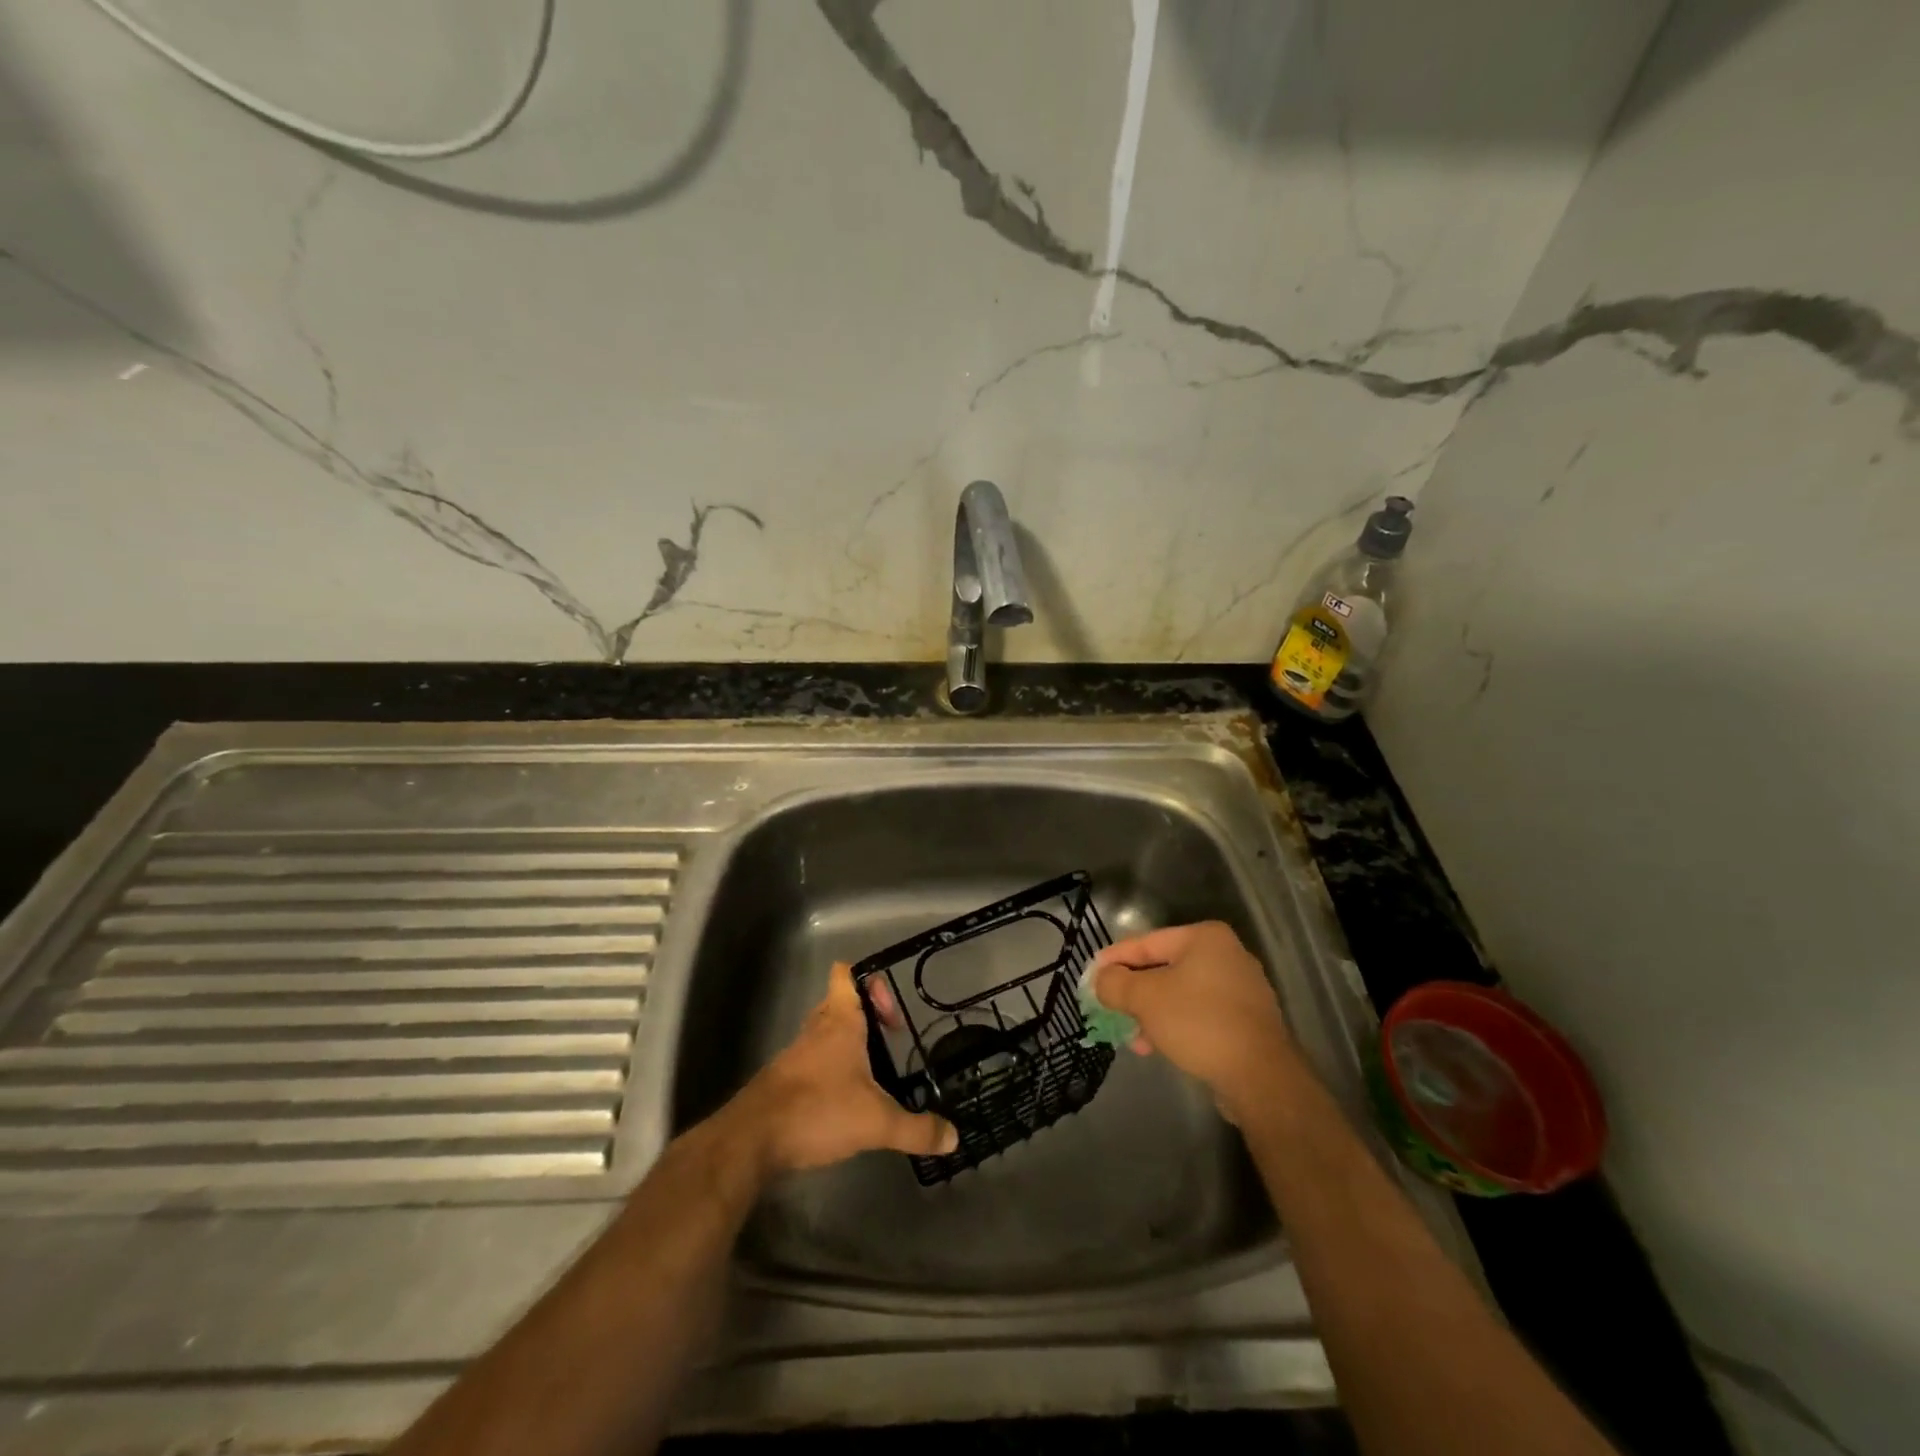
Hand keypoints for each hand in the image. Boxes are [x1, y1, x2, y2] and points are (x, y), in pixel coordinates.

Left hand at [724, 962, 957, 1174]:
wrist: (752, 1140)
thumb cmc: (818, 1109)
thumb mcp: (876, 1122)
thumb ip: (916, 1129)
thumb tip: (954, 1138)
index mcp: (839, 1021)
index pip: (846, 974)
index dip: (869, 981)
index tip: (890, 1011)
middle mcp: (816, 1029)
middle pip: (838, 1002)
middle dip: (865, 1015)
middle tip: (890, 1039)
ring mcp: (796, 1054)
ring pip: (825, 1033)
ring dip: (847, 1044)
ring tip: (873, 1072)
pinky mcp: (784, 1080)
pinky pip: (812, 1061)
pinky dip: (830, 1071)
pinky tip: (845, 1100)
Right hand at [1093, 922, 1295, 1118]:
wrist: (1260, 1076)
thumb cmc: (1198, 1022)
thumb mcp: (1145, 998)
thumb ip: (1115, 983)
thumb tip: (1101, 979)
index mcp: (1204, 938)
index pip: (1146, 942)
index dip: (1114, 959)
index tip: (1091, 977)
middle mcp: (1226, 955)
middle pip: (1163, 968)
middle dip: (1133, 992)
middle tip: (1108, 1007)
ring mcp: (1240, 989)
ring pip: (1180, 994)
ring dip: (1151, 1013)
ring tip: (1131, 1037)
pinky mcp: (1246, 1021)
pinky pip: (1198, 1014)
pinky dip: (1175, 1025)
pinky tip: (1156, 1046)